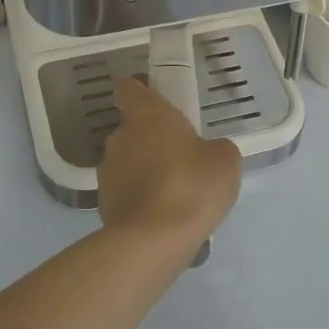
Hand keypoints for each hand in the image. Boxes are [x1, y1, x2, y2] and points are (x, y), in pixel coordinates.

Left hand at [98, 76, 239, 242]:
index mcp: (147, 115)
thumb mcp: (224, 160)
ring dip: (146, 169)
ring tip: (175, 192)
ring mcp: (107, 171)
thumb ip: (215, 148)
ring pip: (129, 161)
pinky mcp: (104, 203)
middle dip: (152, 138)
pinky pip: (126, 191)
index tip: (153, 95)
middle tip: (181, 155)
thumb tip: (206, 152)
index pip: (129, 88)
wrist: (153, 240)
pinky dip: (141, 197)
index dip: (139, 88)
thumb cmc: (192, 185)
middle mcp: (120, 137)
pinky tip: (163, 215)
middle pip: (133, 128)